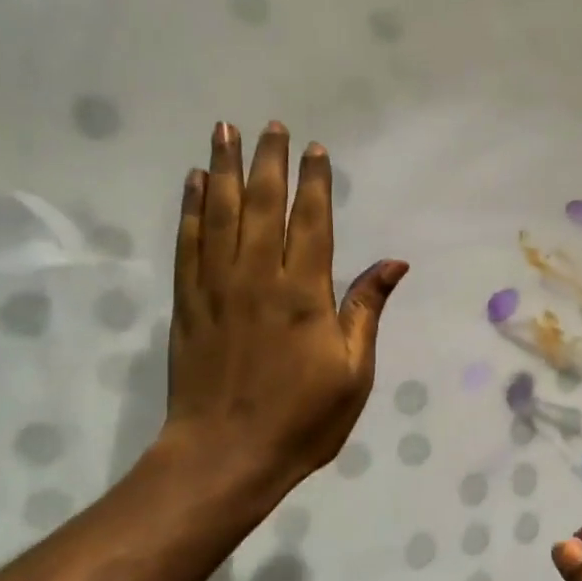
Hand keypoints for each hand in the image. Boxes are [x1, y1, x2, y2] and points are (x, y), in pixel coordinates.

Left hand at [159, 121, 406, 504]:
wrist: (226, 455)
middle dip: (269, 162)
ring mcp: (216, 288)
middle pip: (262, 206)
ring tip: (224, 131)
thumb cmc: (303, 419)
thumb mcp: (354, 372)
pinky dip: (190, 210)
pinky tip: (193, 184)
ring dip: (224, 169)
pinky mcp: (187, 304)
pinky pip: (188, 244)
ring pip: (219, 214)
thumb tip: (394, 262)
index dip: (315, 183)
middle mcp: (258, 278)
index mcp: (304, 294)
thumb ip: (367, 310)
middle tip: (270, 125)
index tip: (316, 149)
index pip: (311, 222)